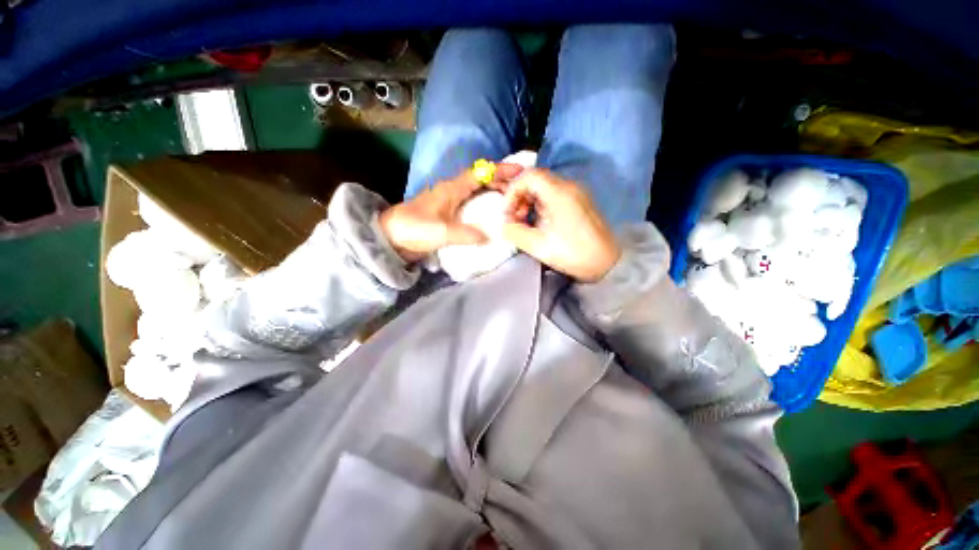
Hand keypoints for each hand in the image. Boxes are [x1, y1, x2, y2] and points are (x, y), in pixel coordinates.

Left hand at [380, 164, 522, 261]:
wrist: (390, 237)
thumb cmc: (413, 229)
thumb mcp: (441, 232)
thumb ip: (466, 234)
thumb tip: (489, 237)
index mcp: (451, 189)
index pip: (480, 173)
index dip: (500, 170)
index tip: (520, 170)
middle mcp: (452, 191)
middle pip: (480, 179)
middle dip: (501, 181)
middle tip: (519, 190)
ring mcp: (449, 202)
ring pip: (476, 190)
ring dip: (493, 192)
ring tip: (510, 200)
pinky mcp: (447, 213)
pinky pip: (471, 203)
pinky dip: (483, 204)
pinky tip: (490, 214)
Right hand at [501, 169, 620, 281]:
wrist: (608, 263)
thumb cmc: (573, 254)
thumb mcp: (539, 246)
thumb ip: (515, 232)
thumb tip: (504, 223)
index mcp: (559, 193)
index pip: (528, 176)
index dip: (512, 191)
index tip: (508, 213)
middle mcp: (569, 186)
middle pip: (535, 179)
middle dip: (519, 197)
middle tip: (515, 219)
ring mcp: (576, 192)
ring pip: (544, 187)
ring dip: (529, 201)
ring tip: (526, 222)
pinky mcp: (579, 201)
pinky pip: (553, 195)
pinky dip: (540, 205)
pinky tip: (540, 223)